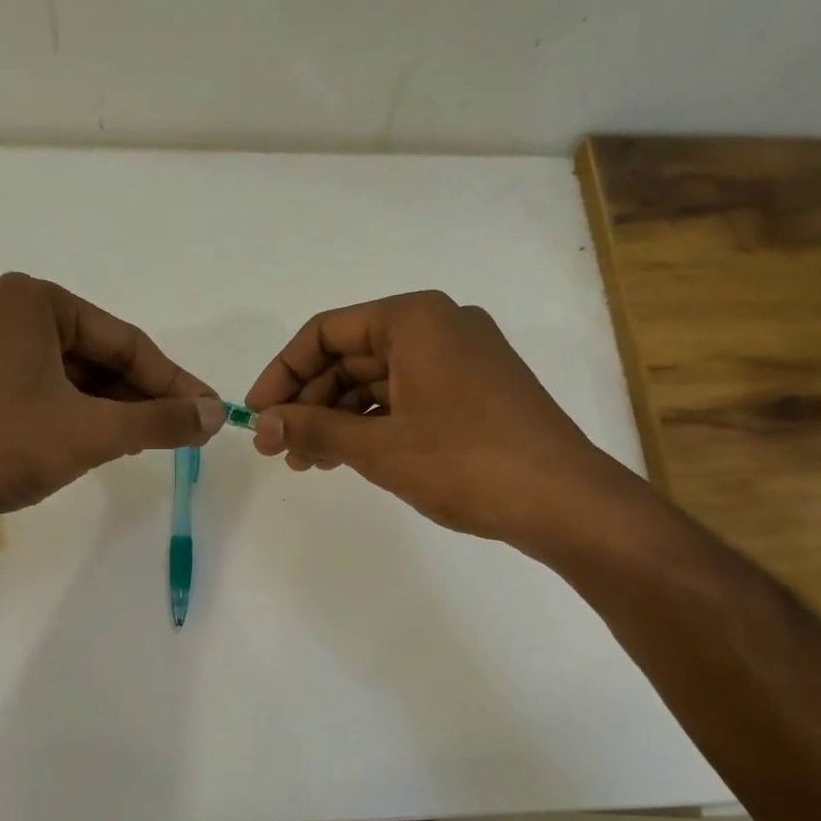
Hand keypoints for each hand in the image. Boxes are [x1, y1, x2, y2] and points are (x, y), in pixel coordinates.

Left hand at [0, 273, 222, 538]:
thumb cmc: (1, 445)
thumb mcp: (93, 431)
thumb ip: (161, 420)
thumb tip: (216, 415)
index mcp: (31, 302)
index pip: (124, 341)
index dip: (173, 381)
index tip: (207, 411)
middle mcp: (1, 316)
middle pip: (95, 357)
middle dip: (141, 396)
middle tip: (182, 432)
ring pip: (65, 379)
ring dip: (110, 410)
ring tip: (148, 442)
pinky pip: (36, 396)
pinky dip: (72, 418)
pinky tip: (97, 445)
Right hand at [245, 290, 636, 548]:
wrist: (563, 501)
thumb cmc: (466, 463)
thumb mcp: (379, 447)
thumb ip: (315, 429)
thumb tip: (263, 424)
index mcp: (415, 319)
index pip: (326, 332)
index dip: (283, 373)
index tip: (257, 415)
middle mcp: (438, 327)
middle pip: (351, 356)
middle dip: (309, 402)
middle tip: (278, 449)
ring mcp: (461, 360)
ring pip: (377, 381)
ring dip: (338, 419)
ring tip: (307, 463)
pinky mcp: (474, 393)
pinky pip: (406, 398)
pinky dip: (373, 425)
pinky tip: (348, 457)